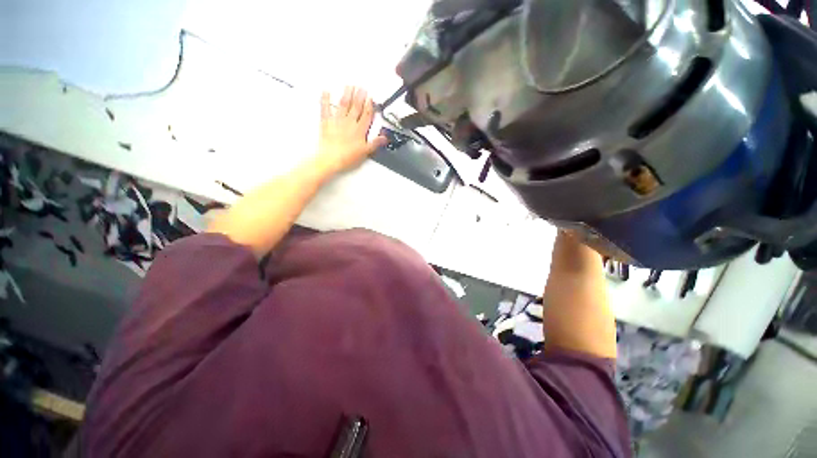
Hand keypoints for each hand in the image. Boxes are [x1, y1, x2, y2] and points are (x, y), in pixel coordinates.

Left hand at [315, 86, 386, 175]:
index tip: (370, 98)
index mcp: (360, 130)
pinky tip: (326, 91)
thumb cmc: (348, 157)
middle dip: (359, 96)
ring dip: (347, 94)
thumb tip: (385, 137)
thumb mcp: (365, 152)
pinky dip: (325, 99)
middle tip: (362, 87)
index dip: (369, 106)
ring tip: (350, 86)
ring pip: (343, 105)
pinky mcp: (326, 122)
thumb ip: (375, 143)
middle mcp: (349, 122)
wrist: (331, 158)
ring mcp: (337, 121)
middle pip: (356, 107)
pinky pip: (325, 108)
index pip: (366, 115)